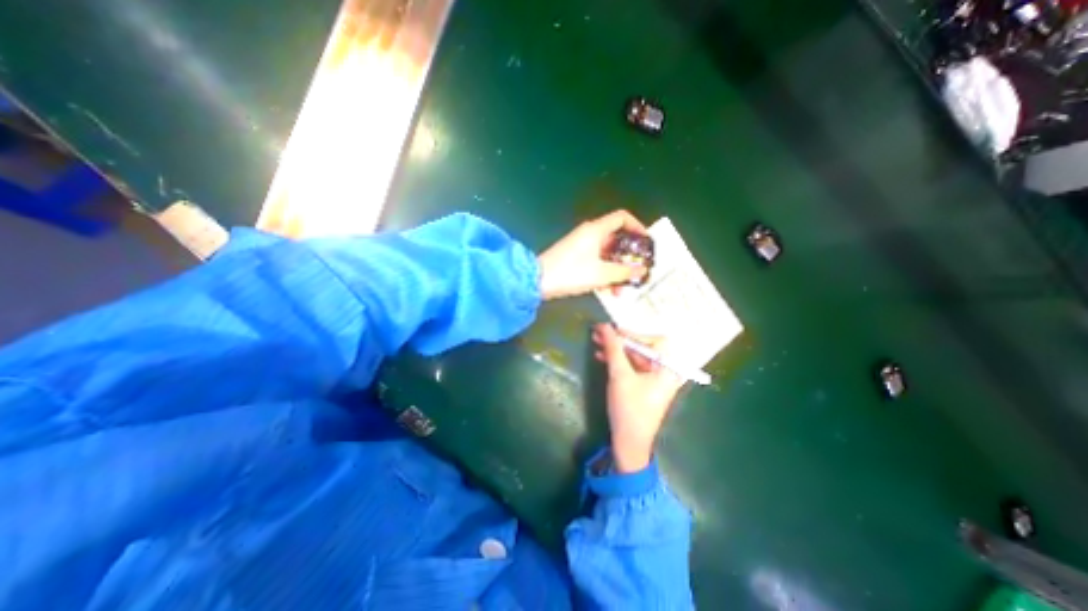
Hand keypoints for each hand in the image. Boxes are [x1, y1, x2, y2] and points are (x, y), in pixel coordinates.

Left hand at [534, 210, 644, 299]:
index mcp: (596, 230)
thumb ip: (624, 272)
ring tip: (620, 291)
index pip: (622, 218)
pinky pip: (596, 262)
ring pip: (606, 255)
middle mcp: (589, 234)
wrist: (538, 281)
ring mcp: (581, 246)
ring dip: (616, 271)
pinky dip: (603, 273)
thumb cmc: (571, 273)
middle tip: (637, 273)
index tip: (646, 243)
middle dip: (628, 258)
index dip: (637, 226)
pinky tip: (607, 291)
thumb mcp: (601, 274)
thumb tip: (642, 270)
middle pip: (616, 240)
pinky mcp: (575, 257)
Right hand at [591, 325, 682, 472]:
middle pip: (643, 347)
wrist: (629, 442)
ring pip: (635, 357)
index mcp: (668, 368)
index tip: (612, 330)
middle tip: (599, 333)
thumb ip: (613, 348)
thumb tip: (604, 325)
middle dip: (620, 341)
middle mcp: (665, 371)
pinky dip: (618, 361)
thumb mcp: (619, 375)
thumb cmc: (629, 407)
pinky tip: (601, 356)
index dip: (633, 333)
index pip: (654, 341)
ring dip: (616, 350)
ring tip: (596, 343)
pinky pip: (632, 367)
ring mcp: (655, 379)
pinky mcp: (645, 386)